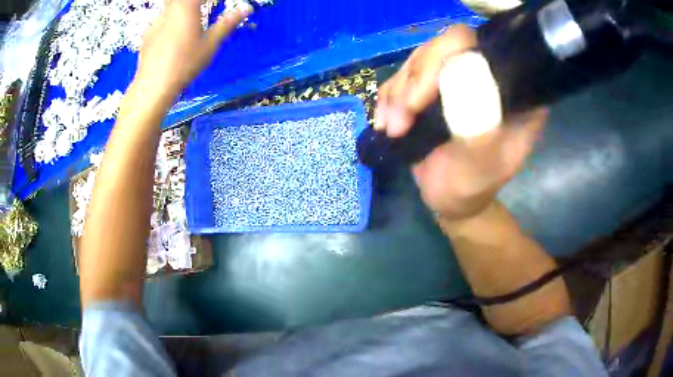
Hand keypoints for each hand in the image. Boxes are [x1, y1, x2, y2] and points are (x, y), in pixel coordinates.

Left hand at [134, 0, 249, 99]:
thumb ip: (227, 23)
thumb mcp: (210, 44)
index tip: (218, 3)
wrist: (153, 86)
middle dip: (196, 4)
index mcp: (187, 7)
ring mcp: (156, 20)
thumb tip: (246, 9)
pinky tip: (174, 33)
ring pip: (172, 5)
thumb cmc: (184, 64)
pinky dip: (171, 18)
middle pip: (184, 0)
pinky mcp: (148, 32)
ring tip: (192, 20)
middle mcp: (170, 9)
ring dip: (184, 8)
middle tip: (205, 8)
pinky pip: (162, 17)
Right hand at [376, 25, 547, 221]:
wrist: (451, 200)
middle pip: (444, 46)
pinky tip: (387, 124)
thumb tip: (463, 82)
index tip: (422, 99)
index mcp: (512, 91)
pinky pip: (402, 76)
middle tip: (401, 119)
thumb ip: (479, 130)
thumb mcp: (479, 168)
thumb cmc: (471, 188)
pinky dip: (389, 99)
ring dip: (398, 93)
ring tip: (393, 129)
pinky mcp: (431, 87)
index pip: (481, 49)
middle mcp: (486, 75)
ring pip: (419, 59)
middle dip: (416, 80)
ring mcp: (456, 78)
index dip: (447, 58)